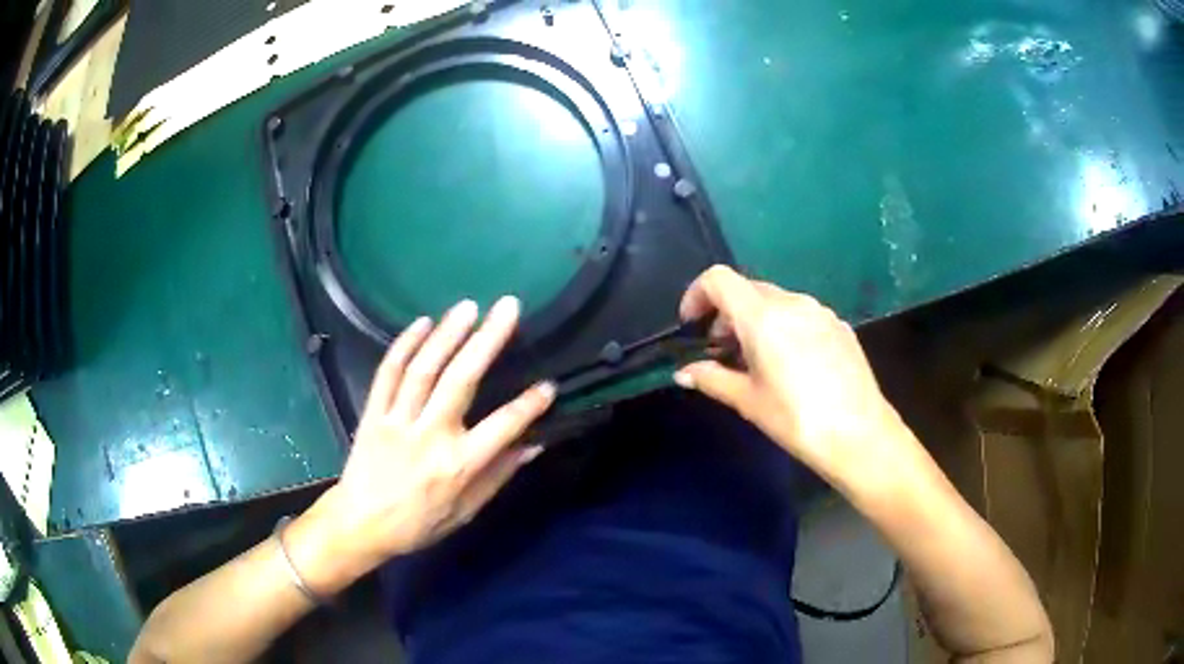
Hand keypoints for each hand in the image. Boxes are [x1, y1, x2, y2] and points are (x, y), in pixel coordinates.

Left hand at [287, 297, 554, 593]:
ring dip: (447, 333)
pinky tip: (423, 322)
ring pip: (424, 369)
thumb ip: (498, 476)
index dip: (529, 406)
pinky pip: (388, 373)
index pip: (502, 427)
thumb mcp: (465, 512)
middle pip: (461, 380)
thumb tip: (533, 445)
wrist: (360, 524)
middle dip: (487, 340)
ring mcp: (397, 420)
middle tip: (508, 307)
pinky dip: (404, 344)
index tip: (549, 385)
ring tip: (468, 306)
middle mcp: (429, 435)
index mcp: (457, 465)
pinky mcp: (373, 413)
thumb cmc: (418, 523)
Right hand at [674, 266, 913, 491]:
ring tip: (756, 359)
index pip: (720, 279)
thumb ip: (712, 379)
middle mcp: (793, 302)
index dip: (697, 294)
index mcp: (764, 316)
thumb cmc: (796, 419)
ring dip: (755, 319)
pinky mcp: (840, 326)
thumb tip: (683, 373)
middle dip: (726, 313)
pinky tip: (791, 363)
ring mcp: (821, 312)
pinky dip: (783, 326)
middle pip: (748, 289)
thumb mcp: (748, 401)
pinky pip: (802, 314)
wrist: (859, 434)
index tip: (691, 325)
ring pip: (776, 300)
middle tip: (720, 350)